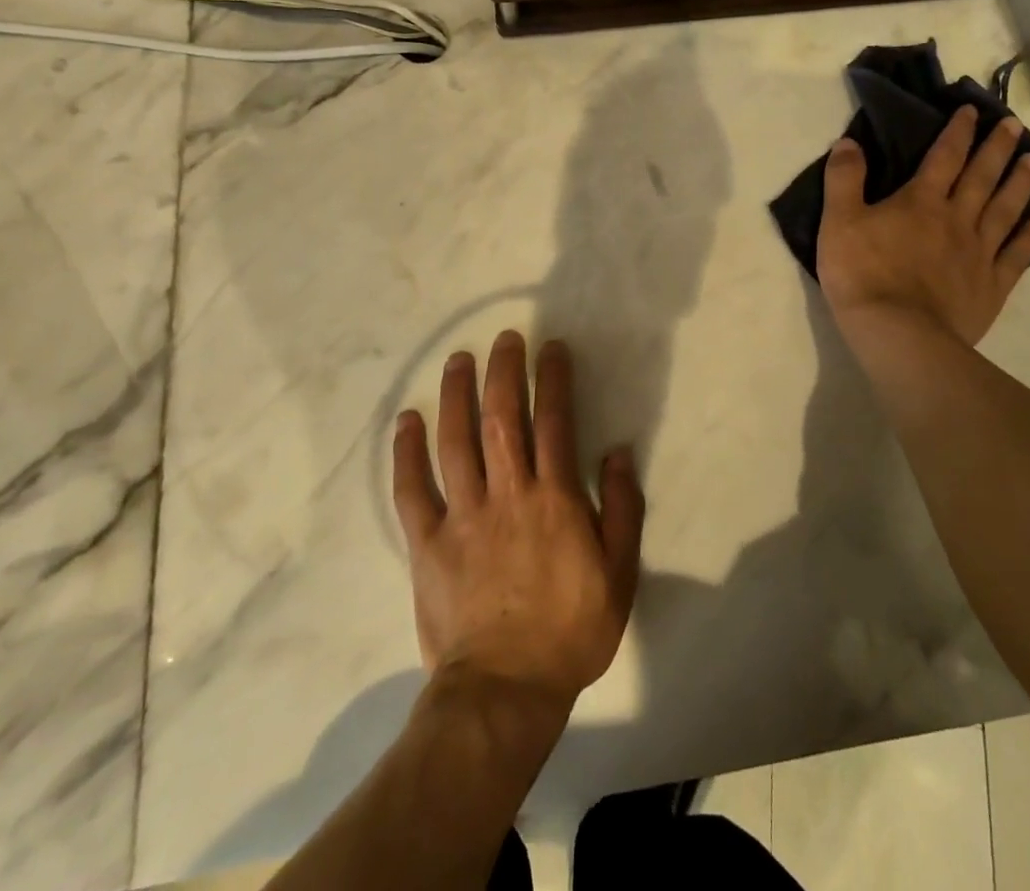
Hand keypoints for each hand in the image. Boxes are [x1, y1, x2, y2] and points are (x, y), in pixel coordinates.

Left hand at [392, 331, 644, 717]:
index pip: (554, 421)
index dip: (553, 379)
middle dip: (504, 371)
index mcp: (555, 499)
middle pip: (502, 418)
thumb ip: (623, 509)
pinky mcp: (427, 543)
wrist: (505, 691)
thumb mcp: (619, 574)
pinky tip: (406, 421)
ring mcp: (463, 516)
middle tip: (505, 338)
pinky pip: (412, 490)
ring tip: (458, 361)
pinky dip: (407, 453)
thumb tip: (618, 452)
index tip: (551, 347)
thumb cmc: (570, 630)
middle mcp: (507, 494)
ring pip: (456, 442)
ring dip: (456, 396)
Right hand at [817, 109, 1029, 357]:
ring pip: (1004, 210)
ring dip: (1020, 184)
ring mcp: (978, 253)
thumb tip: (849, 142)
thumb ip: (844, 179)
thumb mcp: (838, 222)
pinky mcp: (990, 286)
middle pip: (982, 177)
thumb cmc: (863, 275)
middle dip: (997, 149)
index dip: (958, 131)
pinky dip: (1028, 236)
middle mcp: (957, 219)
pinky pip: (1015, 255)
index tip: (973, 111)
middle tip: (1016, 126)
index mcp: (920, 201)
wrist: (898, 333)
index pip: (944, 157)